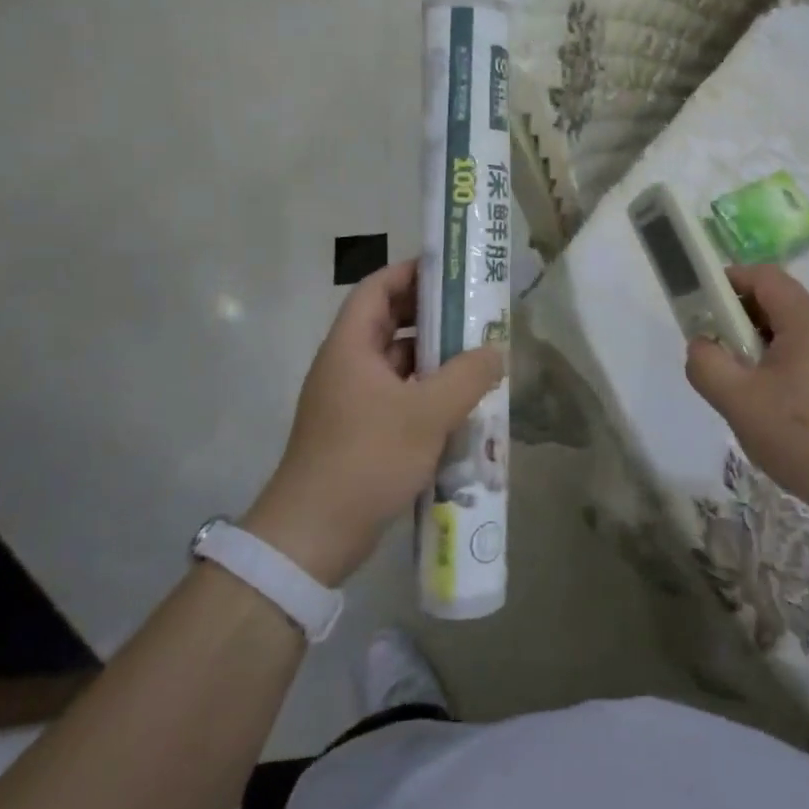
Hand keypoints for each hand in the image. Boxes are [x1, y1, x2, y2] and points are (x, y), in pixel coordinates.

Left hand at [242, 259, 504, 585]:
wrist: (312, 536)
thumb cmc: (366, 458)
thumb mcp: (426, 414)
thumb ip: (467, 377)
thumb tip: (496, 351)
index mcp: (351, 346)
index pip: (378, 288)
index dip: (412, 272)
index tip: (453, 272)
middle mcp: (347, 365)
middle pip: (389, 323)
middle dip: (432, 316)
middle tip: (475, 314)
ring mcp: (351, 400)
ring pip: (397, 362)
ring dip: (434, 358)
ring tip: (477, 357)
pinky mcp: (359, 431)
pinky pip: (397, 395)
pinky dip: (426, 392)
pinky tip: (459, 405)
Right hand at [684, 265, 808, 533]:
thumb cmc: (803, 437)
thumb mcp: (738, 401)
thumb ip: (707, 364)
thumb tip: (702, 345)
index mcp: (806, 322)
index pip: (763, 276)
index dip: (728, 282)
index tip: (701, 307)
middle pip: (777, 303)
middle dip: (738, 320)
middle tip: (715, 353)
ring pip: (790, 335)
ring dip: (757, 349)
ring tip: (741, 388)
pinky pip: (806, 360)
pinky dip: (779, 369)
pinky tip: (772, 411)